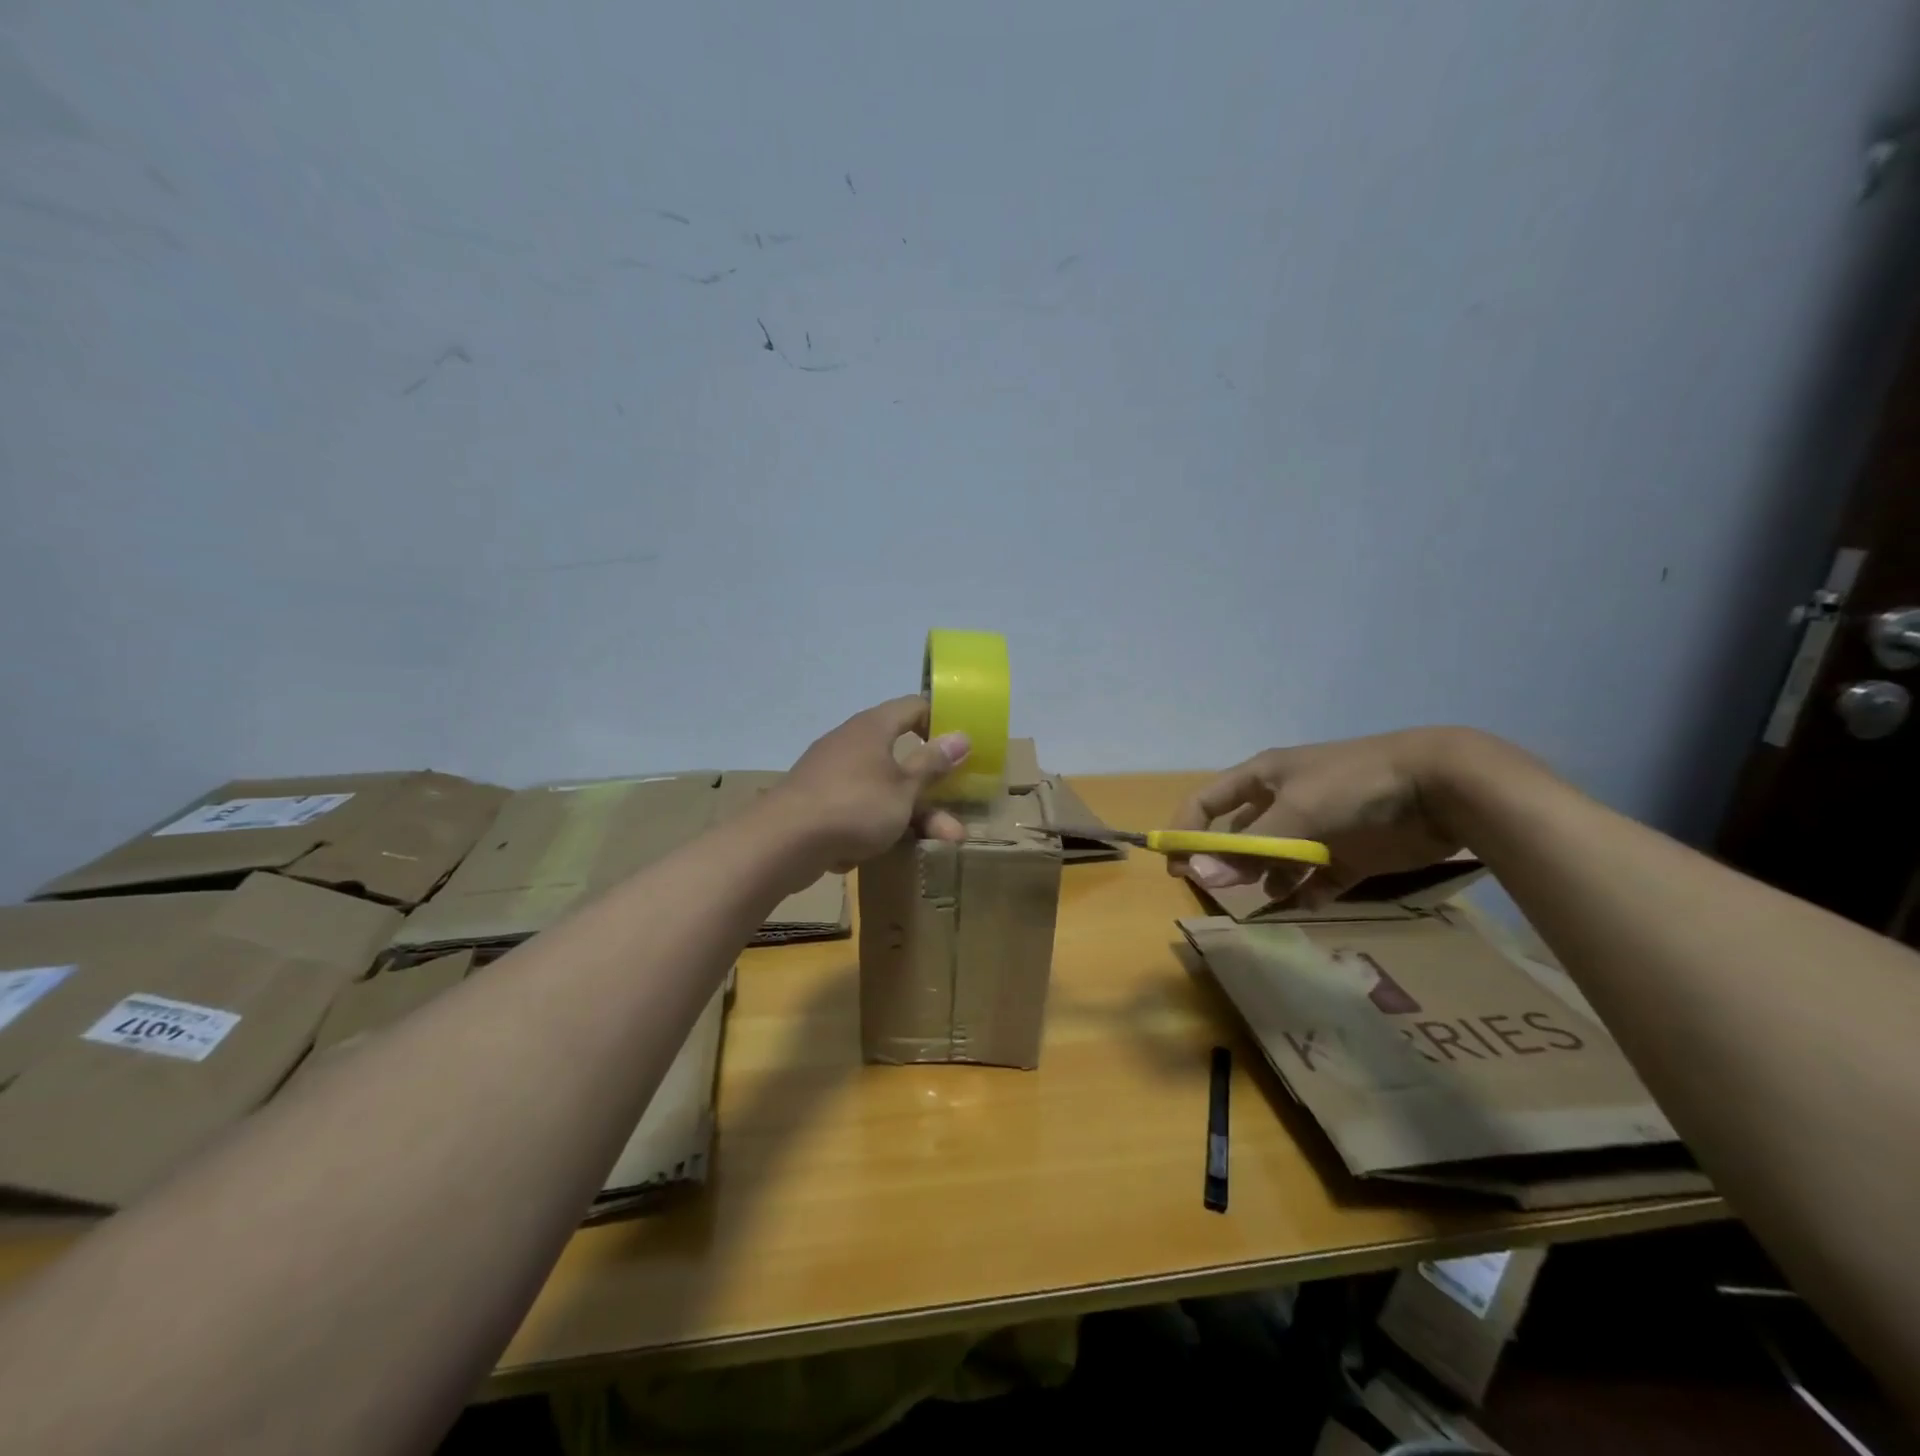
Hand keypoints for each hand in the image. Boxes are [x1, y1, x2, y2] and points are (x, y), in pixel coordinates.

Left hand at [772, 696, 969, 871]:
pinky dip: (880, 823)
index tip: (962, 745)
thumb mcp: (904, 788)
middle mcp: (852, 742)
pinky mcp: (818, 803)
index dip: (940, 721)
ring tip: (942, 841)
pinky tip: (891, 848)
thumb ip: (932, 764)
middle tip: (957, 808)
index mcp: (873, 727)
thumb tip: (961, 736)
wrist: (784, 842)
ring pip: (884, 788)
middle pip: (902, 756)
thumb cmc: (855, 805)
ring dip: (914, 813)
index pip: (914, 707)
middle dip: (932, 787)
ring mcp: (832, 773)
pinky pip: (859, 807)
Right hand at [1167, 728, 1478, 904]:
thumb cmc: (1354, 786)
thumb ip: (1249, 847)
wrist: (1441, 786)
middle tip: (1222, 892)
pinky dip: (1306, 893)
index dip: (1187, 831)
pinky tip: (1305, 902)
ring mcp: (1318, 829)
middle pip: (1240, 836)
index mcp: (1263, 779)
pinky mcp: (1350, 854)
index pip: (1207, 802)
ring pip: (1276, 861)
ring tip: (1267, 898)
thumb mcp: (1296, 812)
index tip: (1177, 867)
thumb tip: (1199, 873)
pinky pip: (1316, 879)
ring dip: (1265, 880)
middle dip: (1228, 862)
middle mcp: (1284, 802)